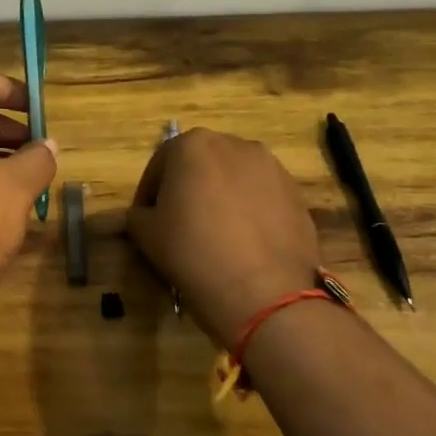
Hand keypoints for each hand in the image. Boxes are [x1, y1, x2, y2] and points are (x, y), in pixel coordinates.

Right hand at [126, 128, 321, 349]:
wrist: (264, 291)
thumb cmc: (193, 252)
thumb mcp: (146, 234)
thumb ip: (138, 215)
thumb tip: (145, 215)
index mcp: (192, 144)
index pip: (159, 164)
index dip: (148, 194)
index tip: (146, 219)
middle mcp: (234, 144)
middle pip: (200, 164)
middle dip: (188, 188)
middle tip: (179, 224)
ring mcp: (271, 167)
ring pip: (234, 178)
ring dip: (221, 197)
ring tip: (215, 234)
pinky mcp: (296, 193)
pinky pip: (262, 197)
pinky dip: (249, 211)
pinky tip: (244, 242)